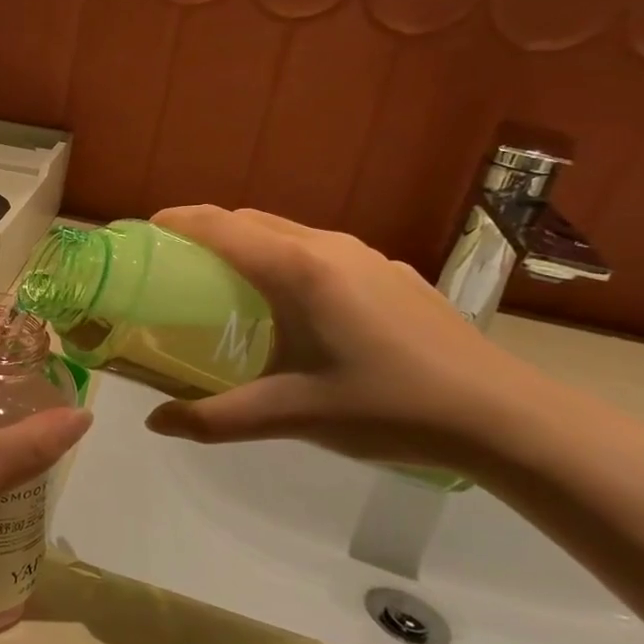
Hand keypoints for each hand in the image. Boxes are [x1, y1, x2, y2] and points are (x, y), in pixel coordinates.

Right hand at [144, 206, 540, 470]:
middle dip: (203, 232)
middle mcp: (327, 246)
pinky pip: (319, 250)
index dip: (174, 222)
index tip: (142, 235)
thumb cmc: (385, 407)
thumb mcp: (291, 414)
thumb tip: (155, 423)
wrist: (501, 416)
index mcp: (296, 269)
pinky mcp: (389, 272)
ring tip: (225, 286)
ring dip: (246, 244)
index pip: (218, 225)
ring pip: (286, 232)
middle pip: (248, 220)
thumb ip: (215, 419)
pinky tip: (293, 308)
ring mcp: (365, 255)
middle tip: (172, 268)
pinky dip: (284, 259)